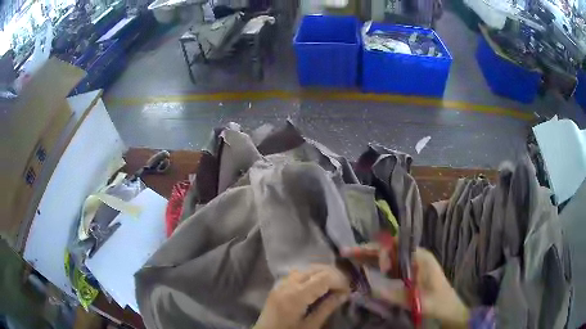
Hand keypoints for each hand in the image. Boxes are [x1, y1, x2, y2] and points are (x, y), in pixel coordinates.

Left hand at [254, 265, 350, 328]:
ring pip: (305, 269)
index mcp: (296, 295)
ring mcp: (280, 284)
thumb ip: (327, 308)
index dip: (339, 280)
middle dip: (332, 275)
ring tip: (333, 285)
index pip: (323, 277)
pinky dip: (310, 276)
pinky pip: (297, 274)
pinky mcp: (277, 287)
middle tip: (343, 287)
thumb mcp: (311, 325)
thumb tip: (344, 294)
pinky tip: (316, 286)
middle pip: (315, 269)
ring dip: (321, 274)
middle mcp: (287, 284)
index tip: (348, 290)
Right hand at [341, 243, 469, 328]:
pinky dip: (377, 266)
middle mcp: (416, 257)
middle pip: (390, 249)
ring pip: (389, 256)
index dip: (382, 252)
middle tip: (347, 252)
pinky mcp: (410, 273)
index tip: (371, 265)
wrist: (450, 309)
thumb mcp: (417, 301)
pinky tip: (366, 268)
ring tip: (351, 257)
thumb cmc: (438, 303)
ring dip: (371, 257)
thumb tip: (369, 287)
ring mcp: (413, 264)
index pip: (397, 247)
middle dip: (369, 250)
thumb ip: (394, 294)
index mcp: (421, 258)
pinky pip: (391, 266)